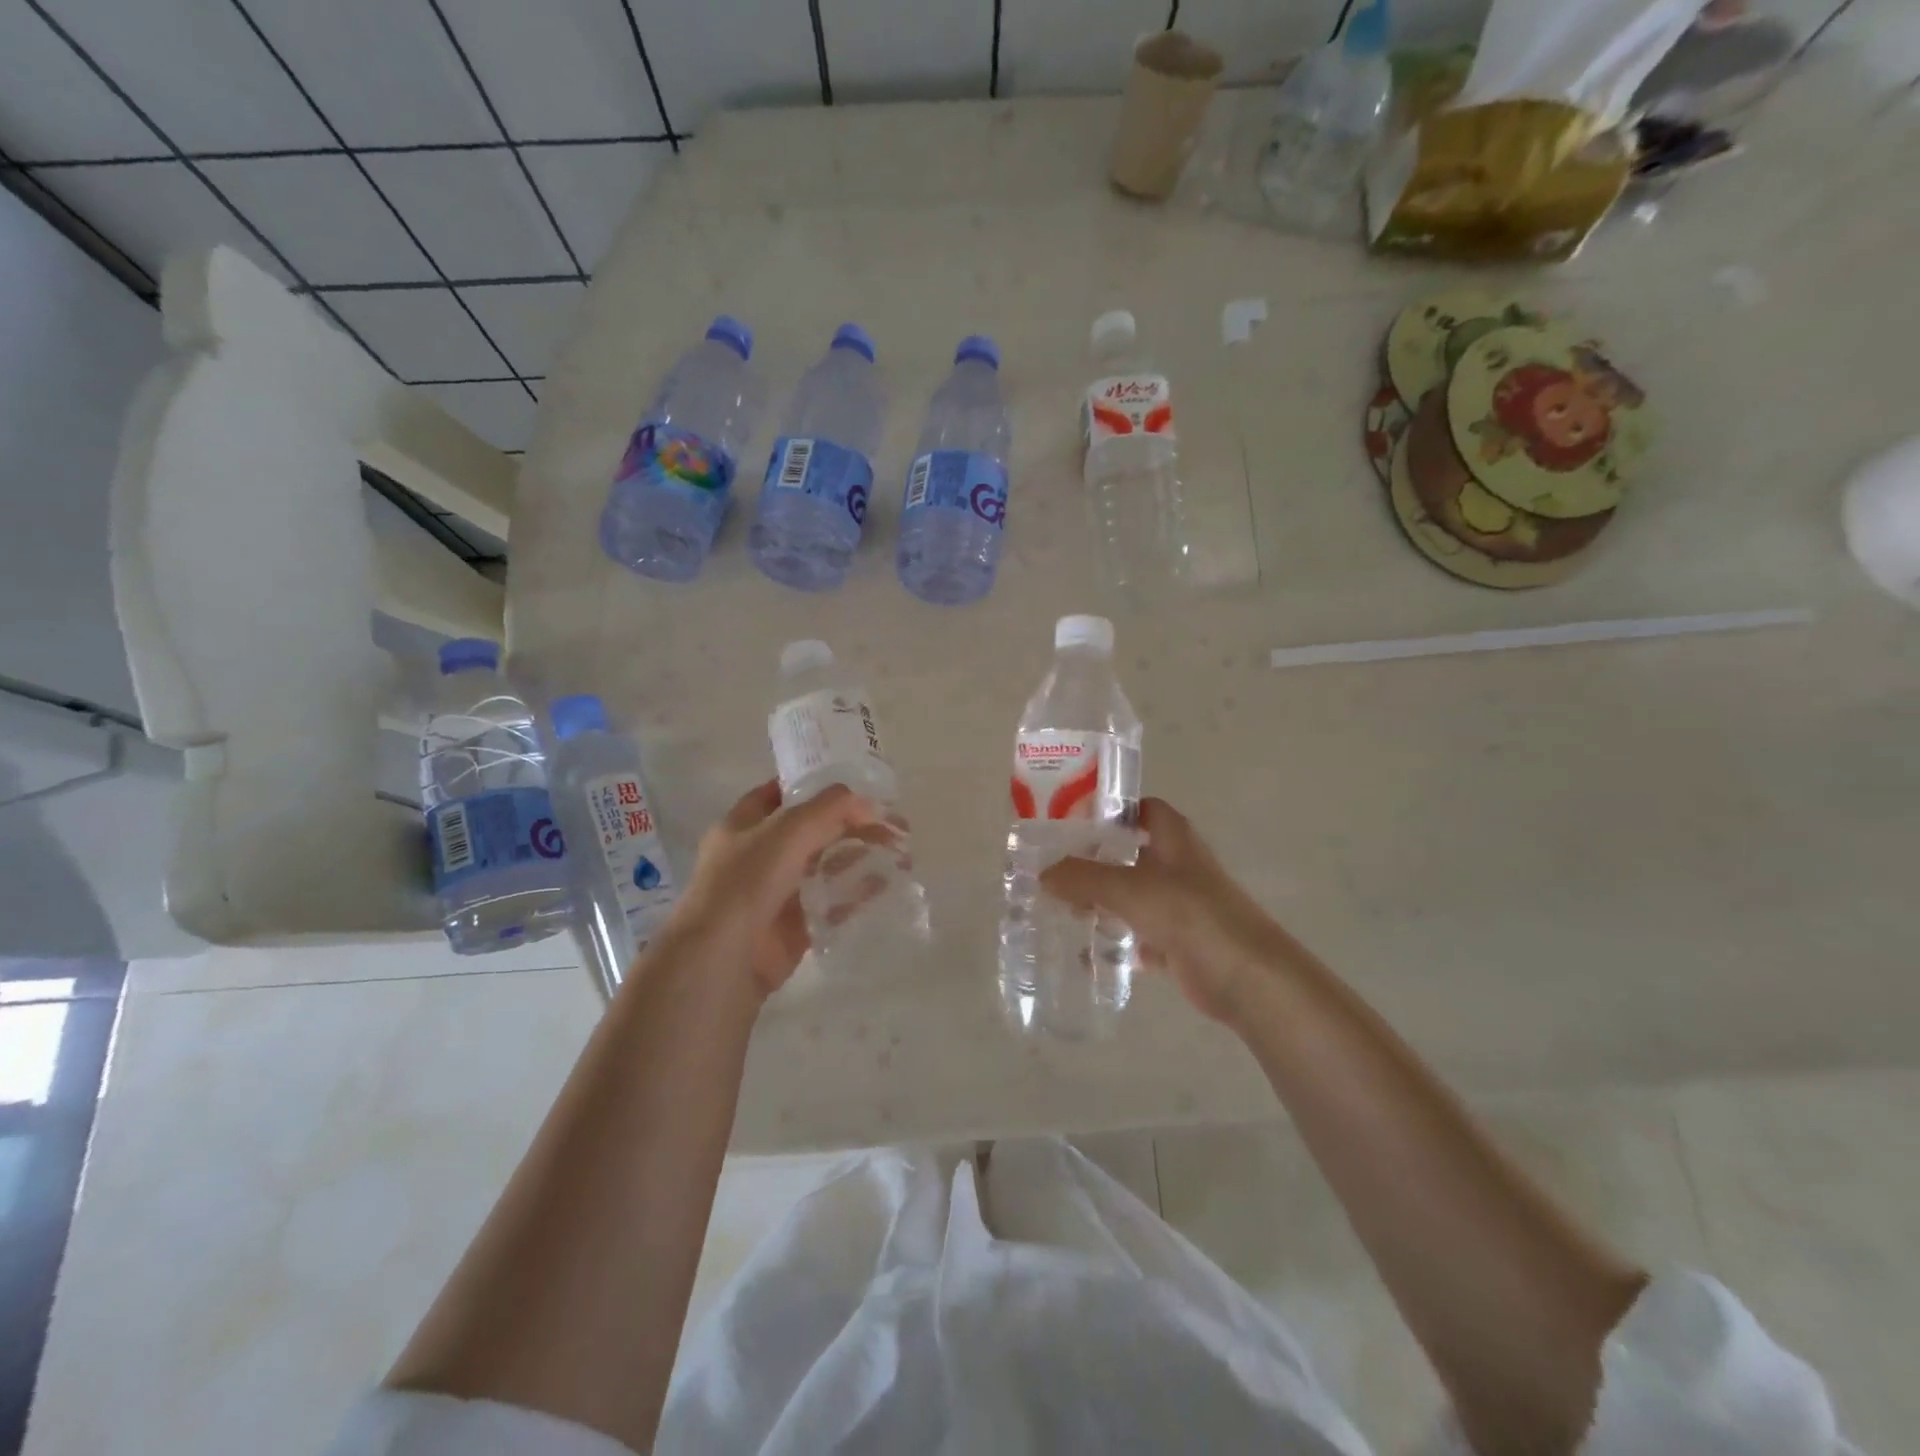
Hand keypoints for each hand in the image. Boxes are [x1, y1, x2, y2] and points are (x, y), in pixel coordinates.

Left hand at [662, 780, 876, 1001]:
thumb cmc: (747, 881)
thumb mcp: (788, 830)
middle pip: (812, 832)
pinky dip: (856, 895)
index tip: (856, 786)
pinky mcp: (794, 927)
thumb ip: (830, 809)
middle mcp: (758, 856)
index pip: (780, 795)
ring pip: (825, 868)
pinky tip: (884, 886)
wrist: (724, 957)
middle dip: (851, 825)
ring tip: (899, 854)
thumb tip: (867, 801)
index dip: (814, 787)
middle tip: (894, 824)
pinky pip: (831, 905)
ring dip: (858, 859)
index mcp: (743, 825)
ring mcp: (776, 893)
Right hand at [1041, 798, 1293, 1023]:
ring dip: (1102, 902)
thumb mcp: (1130, 888)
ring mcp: (1179, 907)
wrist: (1248, 977)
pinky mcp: (1178, 944)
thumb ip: (1083, 877)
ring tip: (1061, 909)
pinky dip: (1115, 944)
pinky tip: (1085, 954)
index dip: (1113, 809)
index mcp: (1174, 840)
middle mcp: (1177, 867)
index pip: (1143, 809)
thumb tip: (1044, 874)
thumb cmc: (1192, 915)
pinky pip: (1138, 938)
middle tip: (1055, 869)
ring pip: (1132, 897)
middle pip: (1131, 854)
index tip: (1074, 819)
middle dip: (1095, 860)